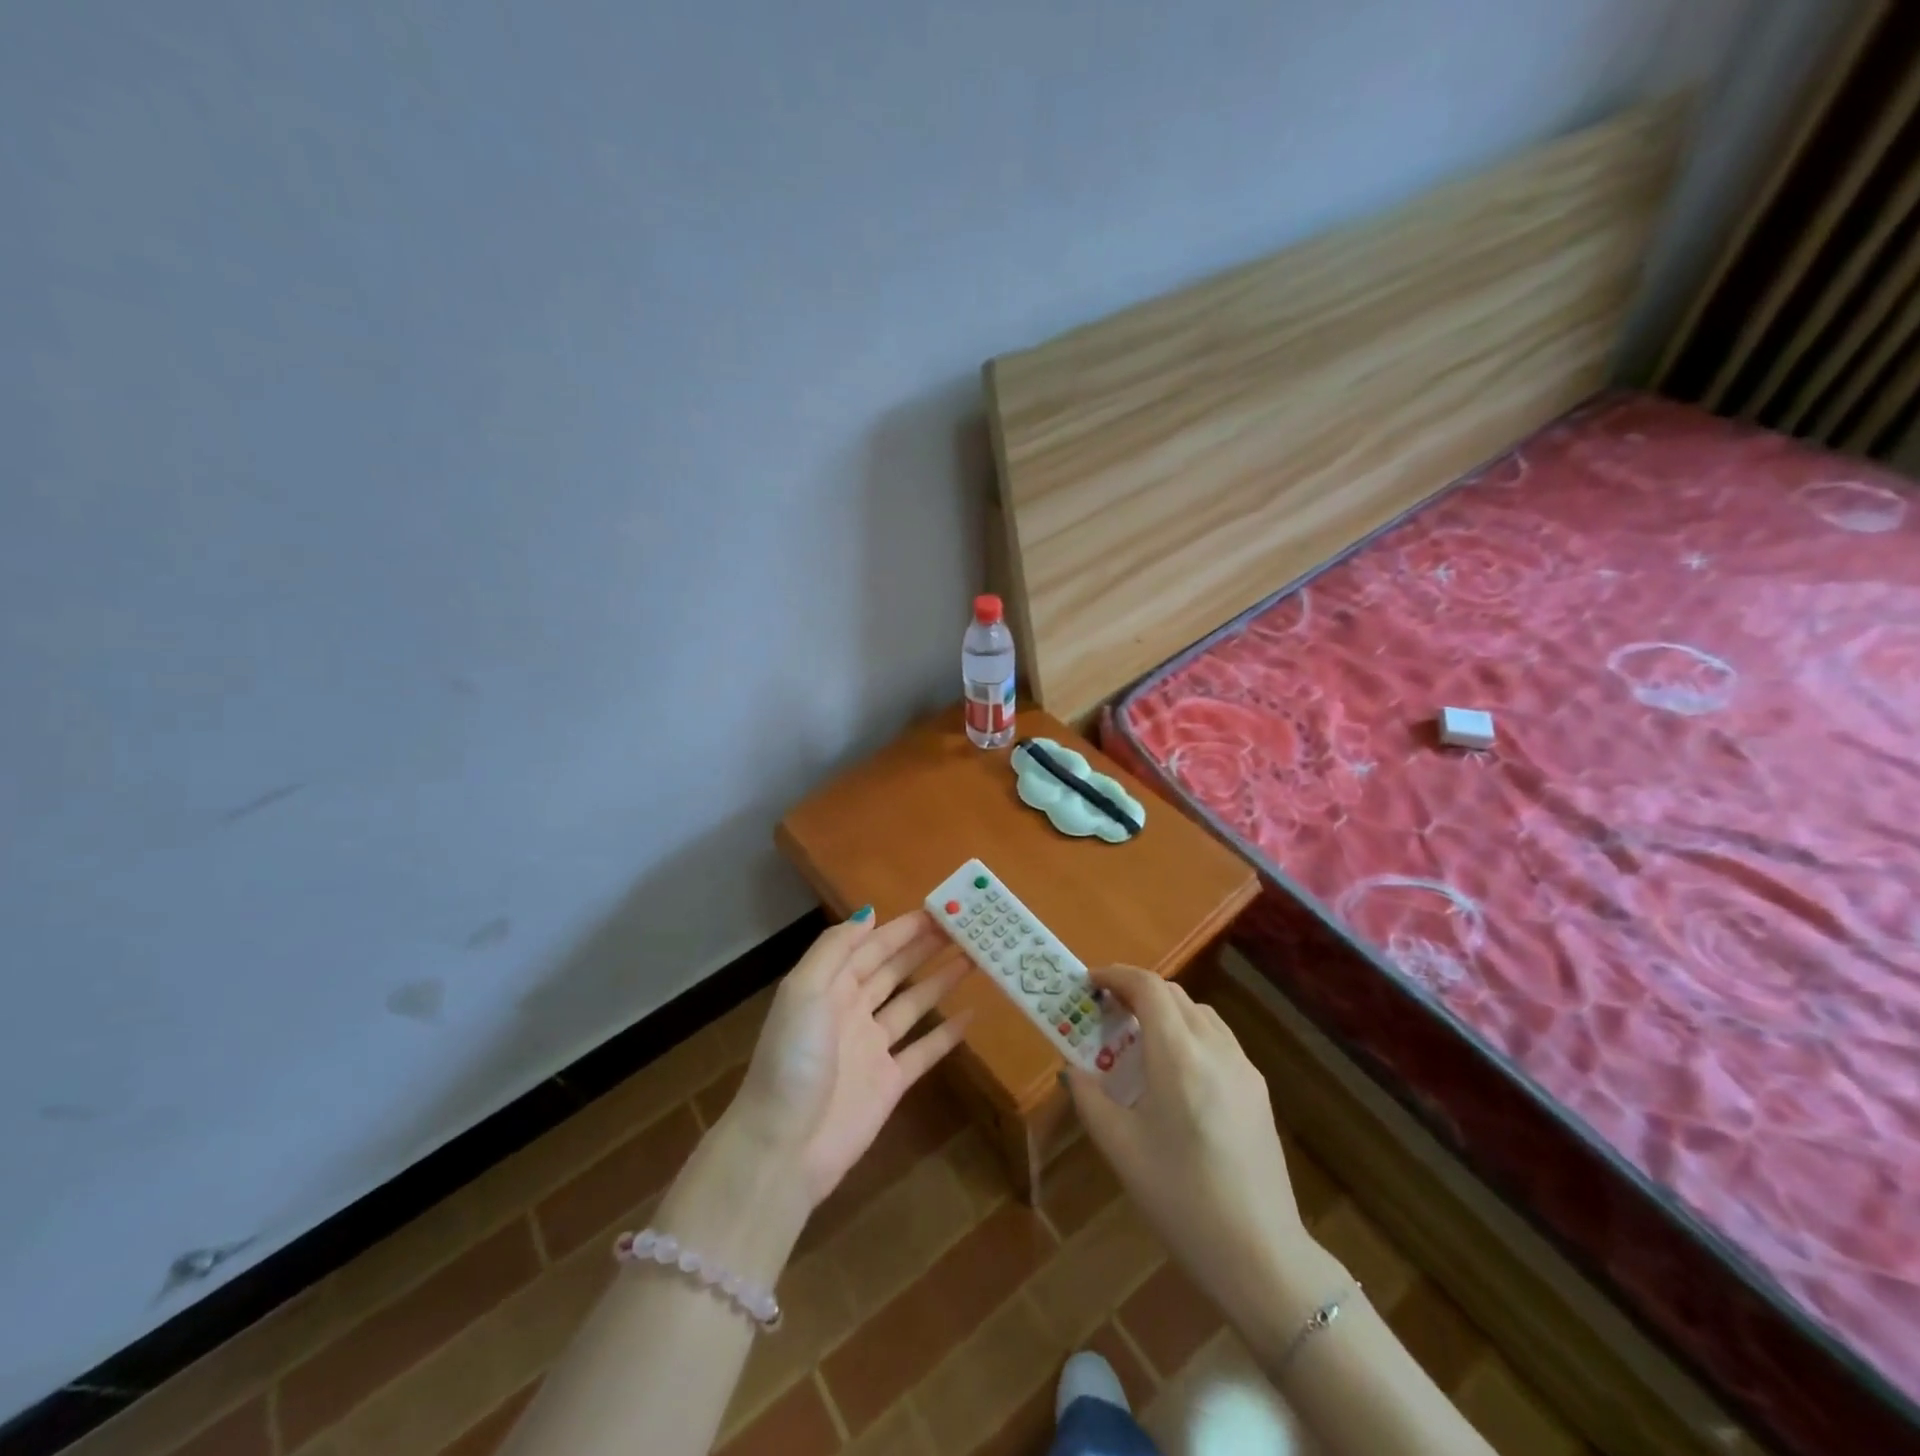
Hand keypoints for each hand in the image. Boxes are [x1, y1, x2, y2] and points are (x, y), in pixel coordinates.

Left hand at [729, 910, 971, 1207]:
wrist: (783, 1147)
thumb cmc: (792, 1059)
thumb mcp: (803, 991)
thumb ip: (834, 949)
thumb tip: (869, 913)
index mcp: (829, 987)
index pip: (871, 947)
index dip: (902, 929)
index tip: (938, 909)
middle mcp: (851, 1012)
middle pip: (894, 971)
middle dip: (925, 948)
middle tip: (965, 927)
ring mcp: (872, 1048)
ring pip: (912, 1005)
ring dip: (940, 981)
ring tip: (973, 958)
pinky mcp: (890, 1084)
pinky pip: (924, 1051)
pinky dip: (946, 1034)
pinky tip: (971, 1015)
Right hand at [1067, 965, 1318, 1327]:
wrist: (1261, 1255)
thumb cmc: (1180, 1199)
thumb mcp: (1120, 1149)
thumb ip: (1090, 1098)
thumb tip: (1074, 1070)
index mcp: (1178, 1055)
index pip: (1147, 987)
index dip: (1116, 975)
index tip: (1089, 983)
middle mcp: (1215, 1048)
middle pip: (1173, 994)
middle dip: (1136, 992)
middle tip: (1105, 1013)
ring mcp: (1243, 1068)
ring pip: (1199, 1014)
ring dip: (1165, 1011)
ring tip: (1137, 1041)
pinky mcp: (1258, 1091)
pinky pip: (1218, 1039)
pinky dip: (1189, 1034)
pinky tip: (1175, 1074)